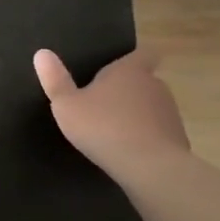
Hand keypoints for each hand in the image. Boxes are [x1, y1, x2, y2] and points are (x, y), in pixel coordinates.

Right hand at [34, 47, 190, 173]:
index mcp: (130, 71)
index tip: (121, 66)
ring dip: (137, 113)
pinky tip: (128, 150)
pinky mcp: (178, 139)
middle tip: (103, 101)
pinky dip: (146, 136)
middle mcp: (155, 86)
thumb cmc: (103, 127)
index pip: (143, 53)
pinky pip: (158, 131)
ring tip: (113, 128)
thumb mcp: (67, 105)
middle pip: (145, 80)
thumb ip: (55, 79)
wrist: (151, 167)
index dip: (134, 58)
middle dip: (128, 89)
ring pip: (152, 106)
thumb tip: (42, 53)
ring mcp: (170, 113)